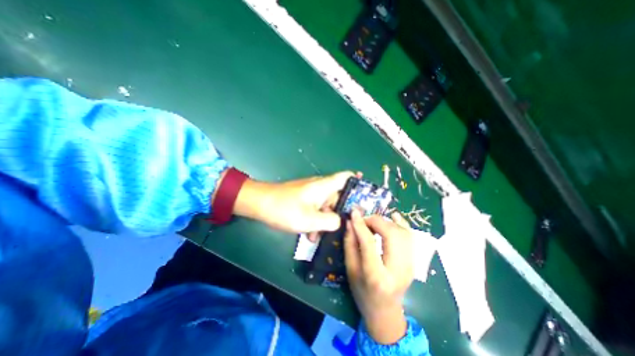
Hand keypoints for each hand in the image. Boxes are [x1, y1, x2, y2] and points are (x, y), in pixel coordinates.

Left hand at [232, 171, 351, 234]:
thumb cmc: (285, 209)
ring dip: (325, 221)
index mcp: (324, 186)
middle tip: (343, 229)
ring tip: (318, 237)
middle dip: (340, 213)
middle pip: (338, 197)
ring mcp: (311, 194)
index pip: (345, 177)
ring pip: (326, 207)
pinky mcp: (303, 200)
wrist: (259, 204)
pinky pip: (315, 209)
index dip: (357, 181)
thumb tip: (340, 221)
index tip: (366, 194)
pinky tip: (309, 235)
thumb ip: (330, 221)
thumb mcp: (310, 220)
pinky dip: (315, 221)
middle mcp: (320, 187)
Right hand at [346, 209, 414, 343]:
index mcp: (377, 276)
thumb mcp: (351, 269)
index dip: (361, 225)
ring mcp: (410, 265)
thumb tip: (350, 222)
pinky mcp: (414, 261)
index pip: (369, 243)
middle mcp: (398, 270)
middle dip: (376, 221)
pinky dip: (401, 223)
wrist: (385, 311)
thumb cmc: (362, 292)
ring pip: (402, 232)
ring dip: (386, 222)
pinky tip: (392, 217)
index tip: (353, 212)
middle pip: (391, 235)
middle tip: (364, 220)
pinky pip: (410, 236)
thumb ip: (350, 244)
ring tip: (373, 223)